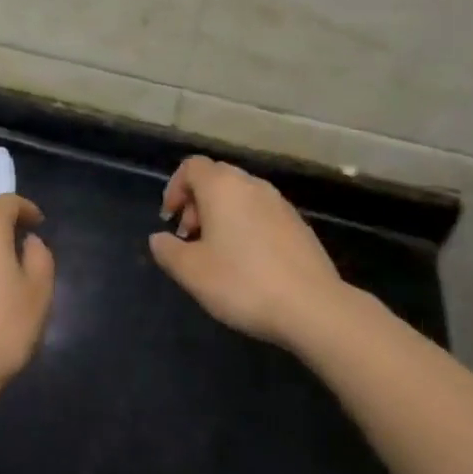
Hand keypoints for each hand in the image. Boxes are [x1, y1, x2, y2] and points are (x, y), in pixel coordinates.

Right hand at [149, 156, 346, 346]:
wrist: (313, 307)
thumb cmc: (242, 282)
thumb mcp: (191, 271)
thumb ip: (168, 250)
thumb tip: (159, 238)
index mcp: (223, 186)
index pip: (192, 166)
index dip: (174, 188)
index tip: (170, 220)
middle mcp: (252, 185)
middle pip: (216, 178)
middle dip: (197, 202)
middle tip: (190, 238)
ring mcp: (280, 203)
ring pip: (240, 196)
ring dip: (221, 215)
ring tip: (217, 253)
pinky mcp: (298, 225)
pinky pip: (261, 213)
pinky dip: (246, 226)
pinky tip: (247, 263)